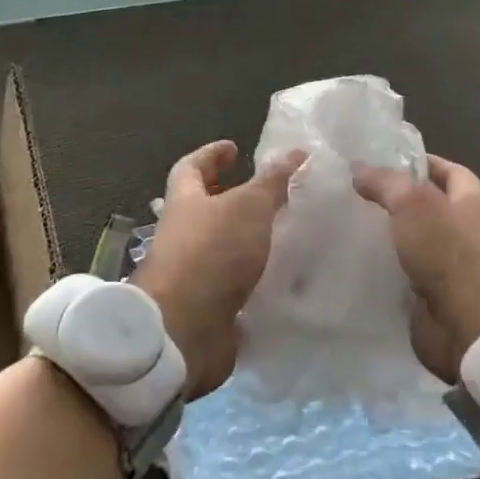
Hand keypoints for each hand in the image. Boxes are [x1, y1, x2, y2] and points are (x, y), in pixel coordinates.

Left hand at [133, 140, 306, 397]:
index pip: (191, 167)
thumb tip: (296, 151)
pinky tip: (287, 278)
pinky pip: (236, 286)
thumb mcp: (248, 207)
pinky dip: (257, 279)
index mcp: (185, 202)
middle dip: (233, 199)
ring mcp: (194, 274)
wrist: (183, 331)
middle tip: (268, 193)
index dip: (211, 154)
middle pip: (205, 209)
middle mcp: (184, 235)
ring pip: (223, 248)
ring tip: (289, 234)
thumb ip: (273, 181)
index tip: (234, 148)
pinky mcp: (209, 308)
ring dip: (250, 241)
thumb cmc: (211, 253)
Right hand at [352, 155, 479, 382]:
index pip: (444, 169)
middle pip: (426, 206)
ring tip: (346, 222)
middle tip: (352, 192)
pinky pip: (404, 273)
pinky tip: (354, 260)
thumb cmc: (451, 253)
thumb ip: (385, 183)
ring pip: (412, 241)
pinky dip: (384, 268)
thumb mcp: (414, 204)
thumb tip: (357, 169)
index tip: (377, 160)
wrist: (473, 326)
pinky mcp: (434, 295)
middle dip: (394, 200)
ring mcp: (451, 264)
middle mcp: (466, 227)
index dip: (414, 162)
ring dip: (386, 236)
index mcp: (473, 198)